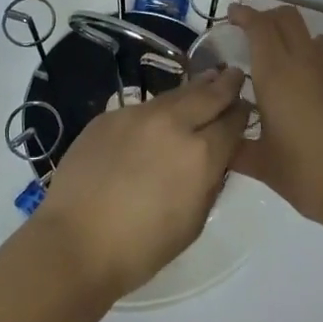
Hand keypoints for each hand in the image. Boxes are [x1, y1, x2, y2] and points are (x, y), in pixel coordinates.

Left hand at [33, 67, 250, 299]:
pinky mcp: (110, 115)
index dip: (243, 114)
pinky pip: (143, 108)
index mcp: (201, 154)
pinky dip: (158, 110)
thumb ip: (210, 182)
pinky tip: (158, 118)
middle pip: (208, 94)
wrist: (75, 241)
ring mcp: (138, 115)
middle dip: (225, 84)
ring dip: (193, 89)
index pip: (233, 122)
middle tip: (234, 74)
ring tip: (205, 82)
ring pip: (174, 95)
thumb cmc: (141, 247)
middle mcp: (173, 123)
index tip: (246, 109)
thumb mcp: (193, 222)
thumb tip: (215, 158)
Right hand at [229, 4, 322, 237]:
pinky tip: (306, 95)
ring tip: (282, 62)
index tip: (231, 16)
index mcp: (277, 75)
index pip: (260, 27)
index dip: (244, 15)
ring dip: (296, 37)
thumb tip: (220, 144)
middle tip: (251, 34)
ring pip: (314, 35)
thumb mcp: (265, 167)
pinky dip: (314, 62)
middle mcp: (306, 64)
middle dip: (268, 17)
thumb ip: (238, 150)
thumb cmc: (311, 175)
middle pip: (288, 18)